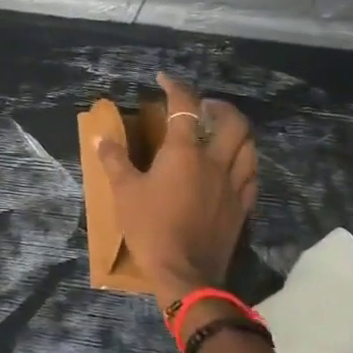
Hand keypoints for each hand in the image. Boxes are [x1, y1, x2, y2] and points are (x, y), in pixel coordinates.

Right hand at [96, 74, 257, 309]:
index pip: (185, 107)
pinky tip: (233, 165)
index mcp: (184, 153)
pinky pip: (251, 174)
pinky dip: (244, 160)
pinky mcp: (242, 206)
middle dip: (219, 106)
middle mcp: (215, 162)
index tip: (164, 79)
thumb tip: (101, 138)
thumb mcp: (124, 192)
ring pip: (249, 146)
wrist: (185, 273)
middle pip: (232, 122)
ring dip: (237, 131)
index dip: (176, 87)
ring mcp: (233, 184)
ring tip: (222, 130)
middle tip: (203, 106)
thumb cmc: (150, 228)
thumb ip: (114, 161)